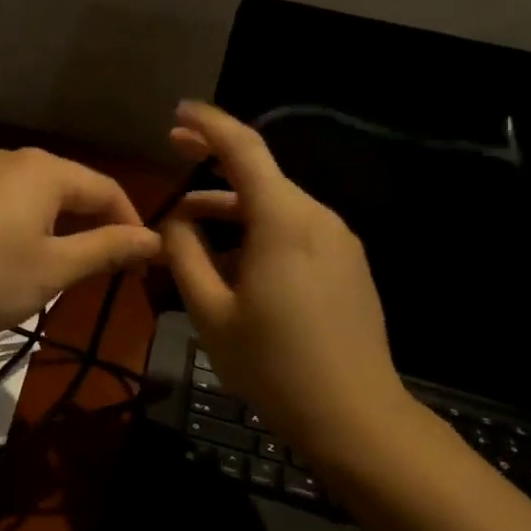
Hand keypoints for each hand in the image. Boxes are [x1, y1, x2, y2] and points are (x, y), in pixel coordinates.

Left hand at [0, 148, 162, 335]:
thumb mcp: (53, 268)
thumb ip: (107, 249)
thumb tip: (154, 239)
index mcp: (46, 170)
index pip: (108, 190)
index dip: (131, 226)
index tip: (142, 266)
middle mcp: (16, 159)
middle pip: (74, 189)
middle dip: (97, 228)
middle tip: (110, 271)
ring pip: (41, 197)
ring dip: (64, 230)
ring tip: (69, 269)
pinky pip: (11, 202)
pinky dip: (31, 227)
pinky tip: (22, 258)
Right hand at [161, 101, 411, 456]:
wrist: (357, 417)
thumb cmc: (275, 365)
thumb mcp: (212, 312)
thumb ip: (185, 256)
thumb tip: (174, 221)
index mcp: (284, 220)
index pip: (244, 148)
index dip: (208, 124)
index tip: (177, 114)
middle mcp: (317, 217)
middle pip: (260, 175)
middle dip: (213, 164)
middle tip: (174, 153)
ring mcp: (340, 241)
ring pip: (276, 206)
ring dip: (232, 208)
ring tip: (190, 231)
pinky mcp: (349, 264)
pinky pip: (296, 231)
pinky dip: (259, 231)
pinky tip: (234, 264)